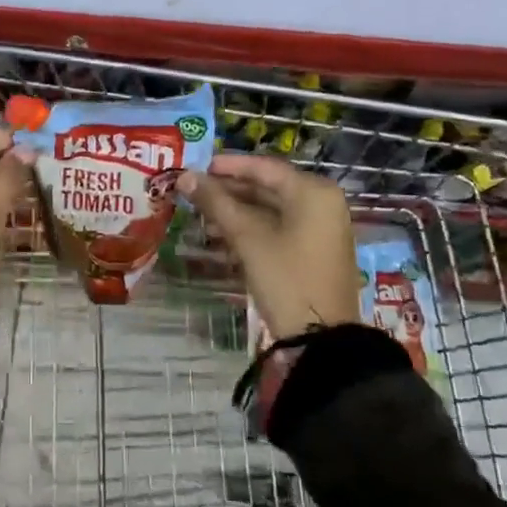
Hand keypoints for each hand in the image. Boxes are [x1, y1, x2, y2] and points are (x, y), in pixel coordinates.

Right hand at [183, 154, 360, 343]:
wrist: (322, 339)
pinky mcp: (315, 252)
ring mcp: (321, 229)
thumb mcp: (248, 238)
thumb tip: (185, 176)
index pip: (264, 167)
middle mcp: (322, 203)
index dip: (228, 166)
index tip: (196, 167)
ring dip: (237, 211)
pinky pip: (280, 228)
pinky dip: (253, 229)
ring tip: (202, 216)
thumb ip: (216, 203)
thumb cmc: (286, 278)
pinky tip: (223, 236)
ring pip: (272, 210)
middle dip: (230, 191)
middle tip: (194, 193)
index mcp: (313, 192)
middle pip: (268, 187)